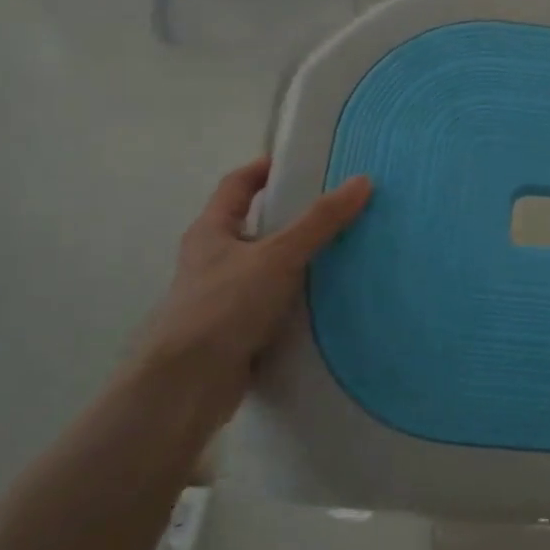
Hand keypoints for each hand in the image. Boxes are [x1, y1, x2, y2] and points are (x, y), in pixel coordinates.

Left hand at [133, 158, 370, 411]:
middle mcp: (212, 260)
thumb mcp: (278, 256)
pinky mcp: (235, 331)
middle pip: (254, 227)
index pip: (237, 186)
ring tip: (342, 252)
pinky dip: (296, 299)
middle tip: (335, 210)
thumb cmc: (224, 306)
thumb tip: (362, 182)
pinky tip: (327, 301)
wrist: (187, 385)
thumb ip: (320, 221)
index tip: (299, 164)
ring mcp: (221, 298)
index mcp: (211, 231)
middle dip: (291, 218)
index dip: (263, 170)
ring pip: (265, 268)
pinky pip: (272, 304)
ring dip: (297, 261)